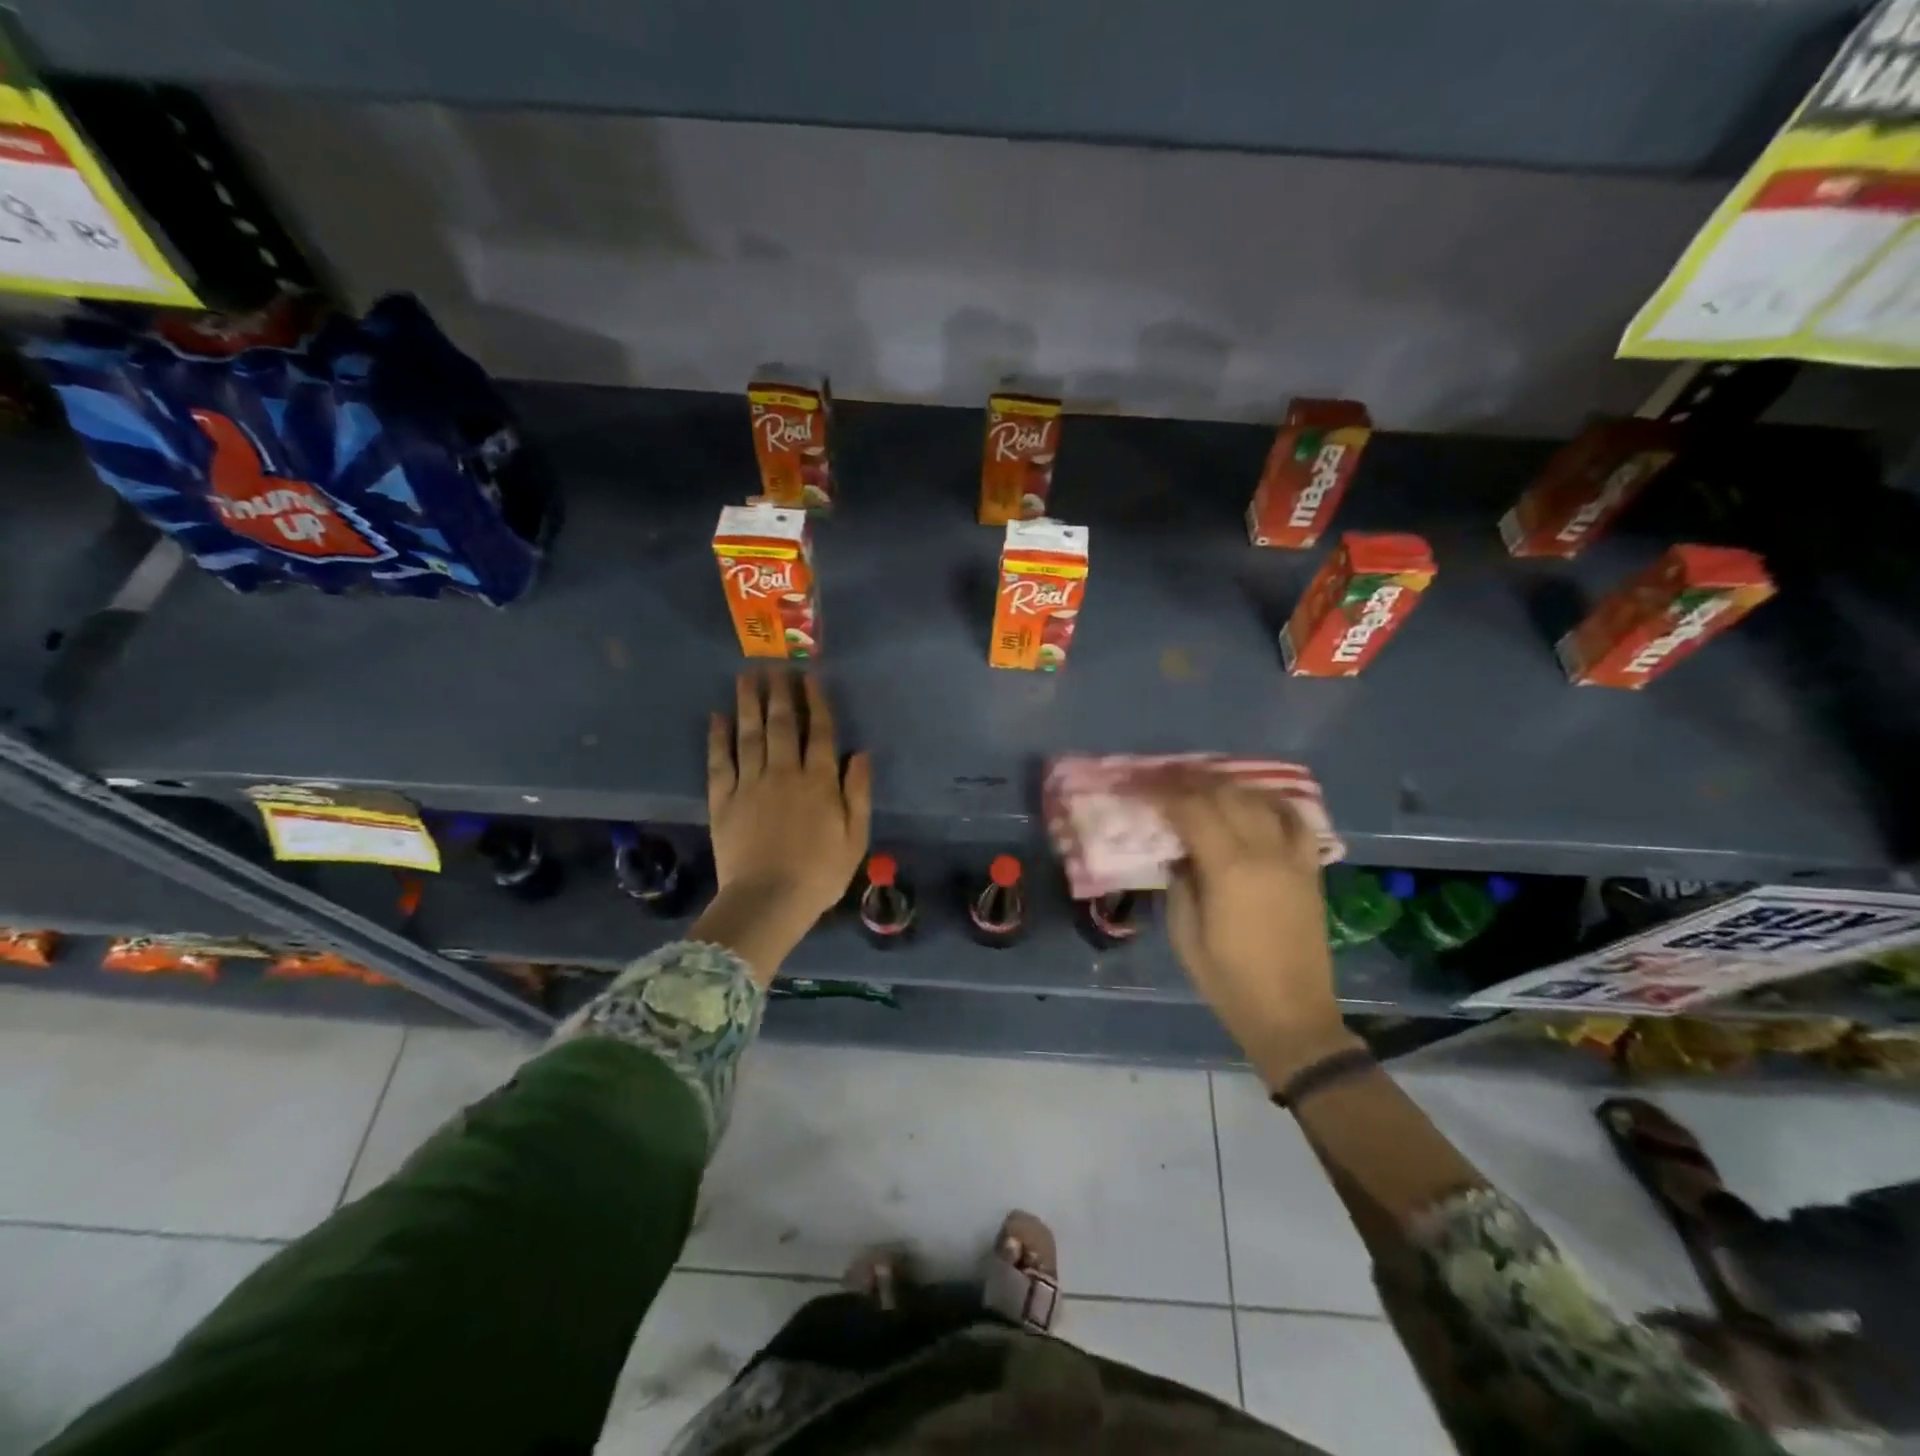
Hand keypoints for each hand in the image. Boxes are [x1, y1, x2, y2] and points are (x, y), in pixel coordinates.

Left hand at [696, 671, 871, 983]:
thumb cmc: (820, 873)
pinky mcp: (723, 800)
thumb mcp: (855, 837)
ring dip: (748, 703)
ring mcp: (750, 784)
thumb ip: (858, 792)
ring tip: (746, 677)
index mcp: (819, 781)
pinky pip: (720, 762)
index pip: (819, 732)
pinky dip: (718, 738)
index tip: (810, 678)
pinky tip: (717, 717)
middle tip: (774, 666)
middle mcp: (784, 773)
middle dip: (779, 693)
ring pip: (749, 734)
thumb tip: (862, 754)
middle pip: (782, 724)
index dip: (816, 702)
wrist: (768, 901)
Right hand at [1153, 779, 1358, 1080]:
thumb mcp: (1185, 935)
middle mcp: (1264, 853)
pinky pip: (1295, 821)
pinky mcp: (1309, 870)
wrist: (1291, 1015)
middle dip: (1190, 782)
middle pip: (1225, 796)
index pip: (1192, 810)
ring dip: (1227, 786)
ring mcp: (1292, 859)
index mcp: (1228, 870)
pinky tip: (1254, 799)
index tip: (1140, 788)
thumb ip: (1180, 884)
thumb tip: (1179, 853)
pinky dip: (1272, 803)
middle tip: (1164, 780)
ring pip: (1259, 801)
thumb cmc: (1228, 980)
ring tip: (1201, 784)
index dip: (1163, 794)